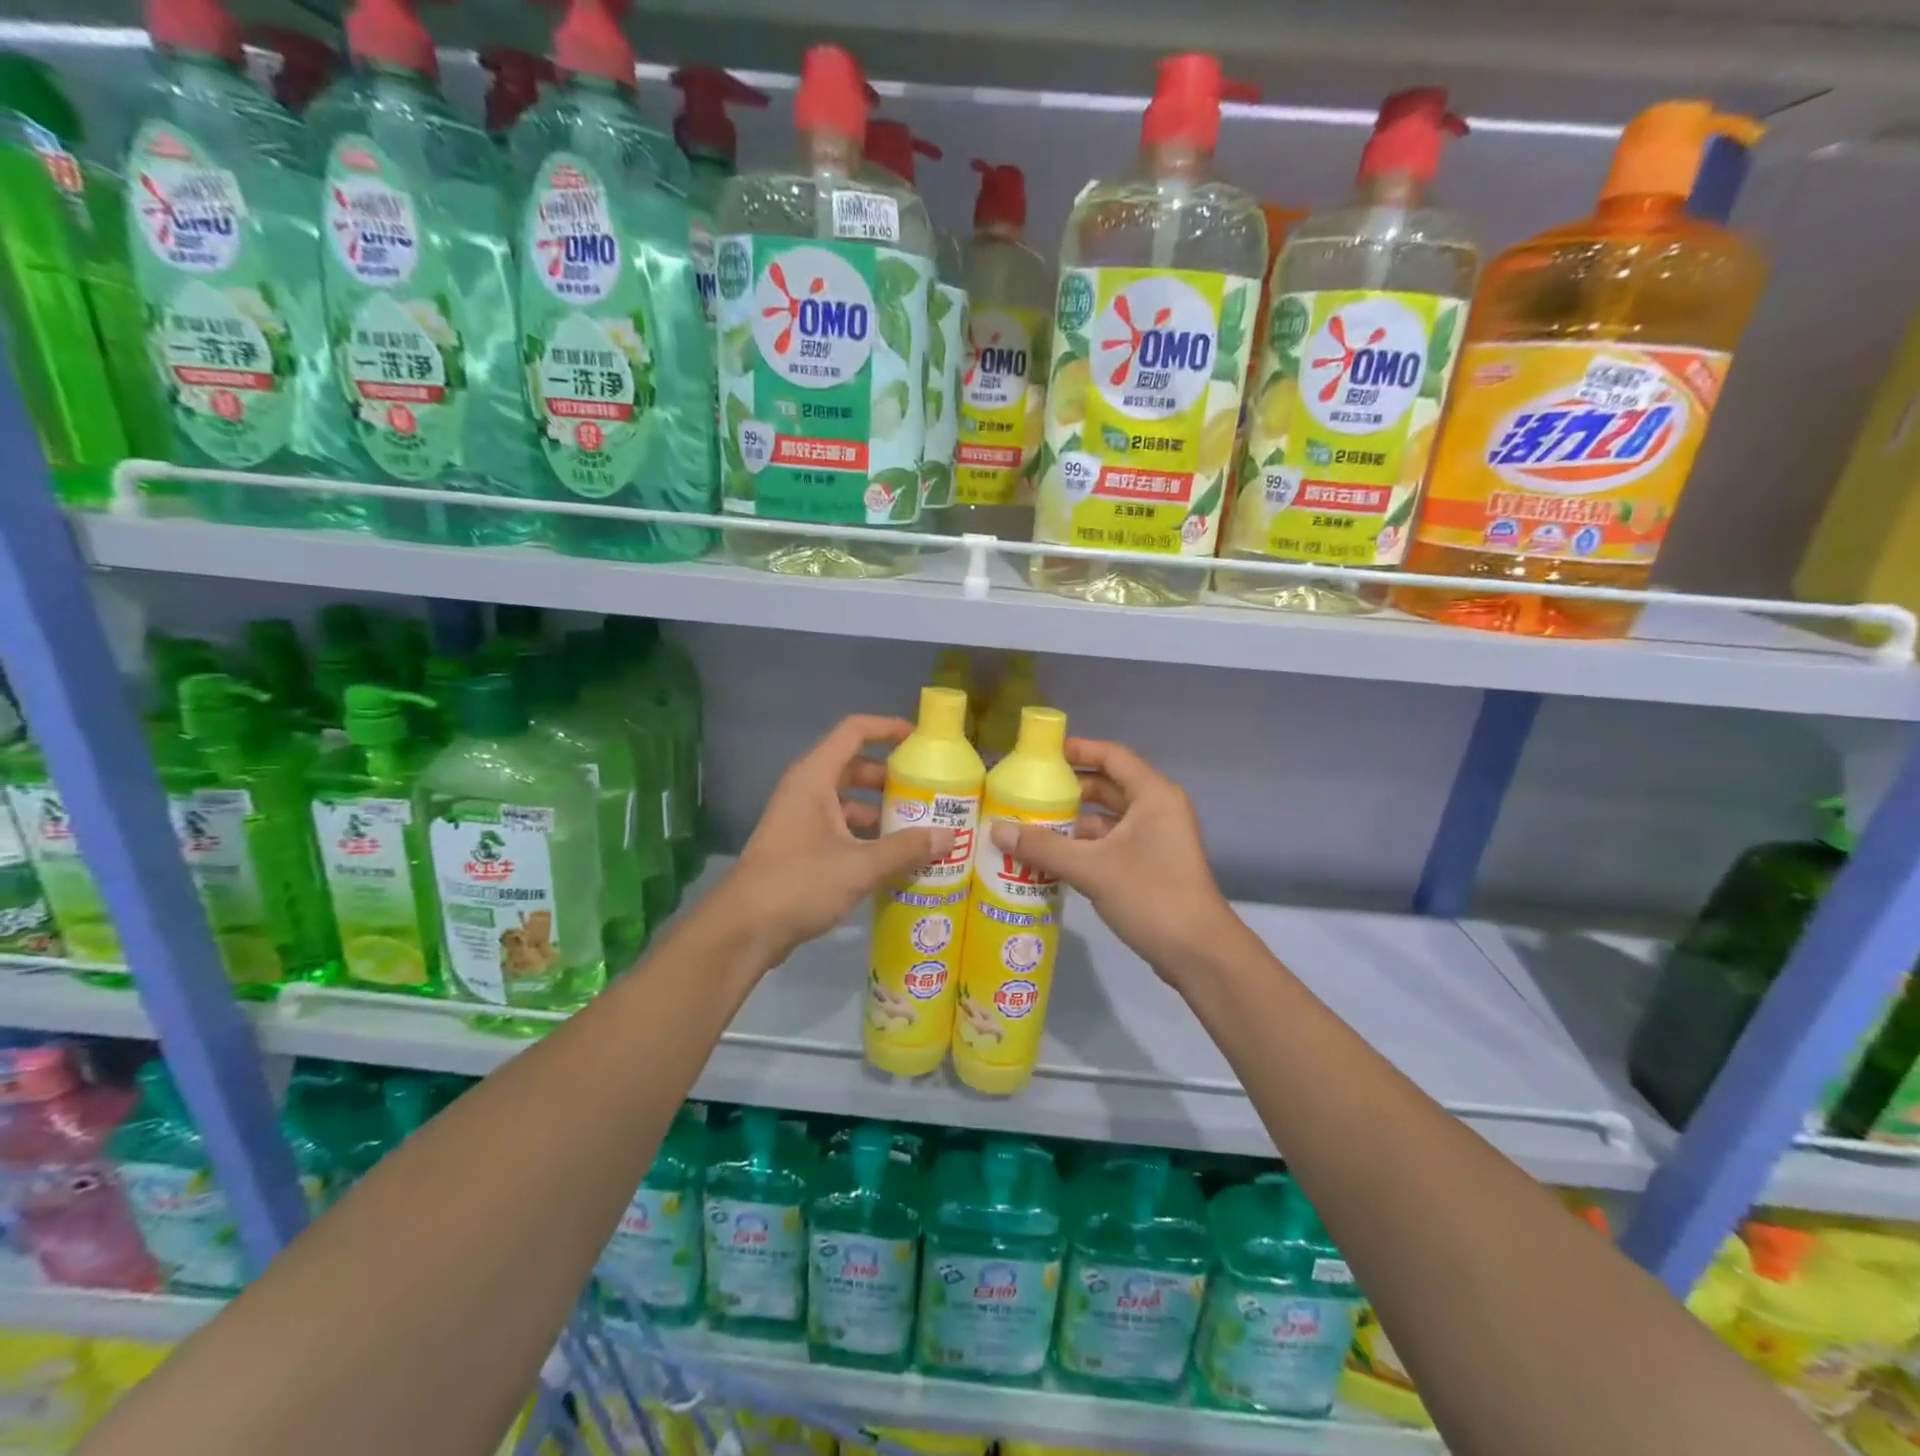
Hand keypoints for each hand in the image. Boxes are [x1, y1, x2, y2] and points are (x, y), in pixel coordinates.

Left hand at [714, 715, 954, 966]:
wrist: (744, 930)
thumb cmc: (799, 883)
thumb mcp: (860, 866)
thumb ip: (906, 848)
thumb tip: (951, 835)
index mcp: (814, 778)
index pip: (854, 731)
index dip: (888, 728)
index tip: (921, 741)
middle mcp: (806, 791)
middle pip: (854, 766)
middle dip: (892, 776)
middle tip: (930, 789)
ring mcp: (801, 819)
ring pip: (848, 801)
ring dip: (881, 809)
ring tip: (921, 825)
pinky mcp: (801, 847)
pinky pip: (841, 828)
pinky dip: (867, 835)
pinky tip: (894, 857)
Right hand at [990, 738, 1245, 985]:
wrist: (1199, 953)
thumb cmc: (1150, 895)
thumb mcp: (1091, 868)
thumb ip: (1043, 847)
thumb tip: (996, 829)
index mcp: (1153, 795)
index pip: (1111, 756)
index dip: (1077, 750)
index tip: (1040, 756)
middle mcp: (1157, 810)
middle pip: (1107, 786)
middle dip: (1068, 790)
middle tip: (1026, 793)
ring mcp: (1156, 839)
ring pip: (1107, 819)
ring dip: (1072, 823)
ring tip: (1029, 827)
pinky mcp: (1151, 865)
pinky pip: (1111, 844)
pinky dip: (1084, 847)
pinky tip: (1051, 859)